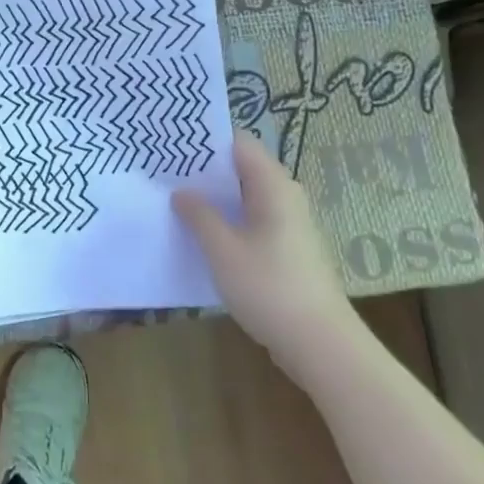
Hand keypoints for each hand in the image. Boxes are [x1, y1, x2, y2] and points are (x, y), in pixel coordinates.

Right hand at [173, 133, 360, 384]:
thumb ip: (199, 215)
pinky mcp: (286, 248)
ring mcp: (289, 223)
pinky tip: (200, 231)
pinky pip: (251, 219)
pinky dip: (227, 218)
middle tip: (163, 169)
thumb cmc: (269, 288)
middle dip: (205, 168)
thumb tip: (182, 191)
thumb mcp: (223, 250)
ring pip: (245, 195)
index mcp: (273, 186)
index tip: (172, 141)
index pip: (239, 143)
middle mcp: (285, 197)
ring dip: (214, 196)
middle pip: (242, 167)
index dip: (207, 139)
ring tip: (174, 197)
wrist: (320, 344)